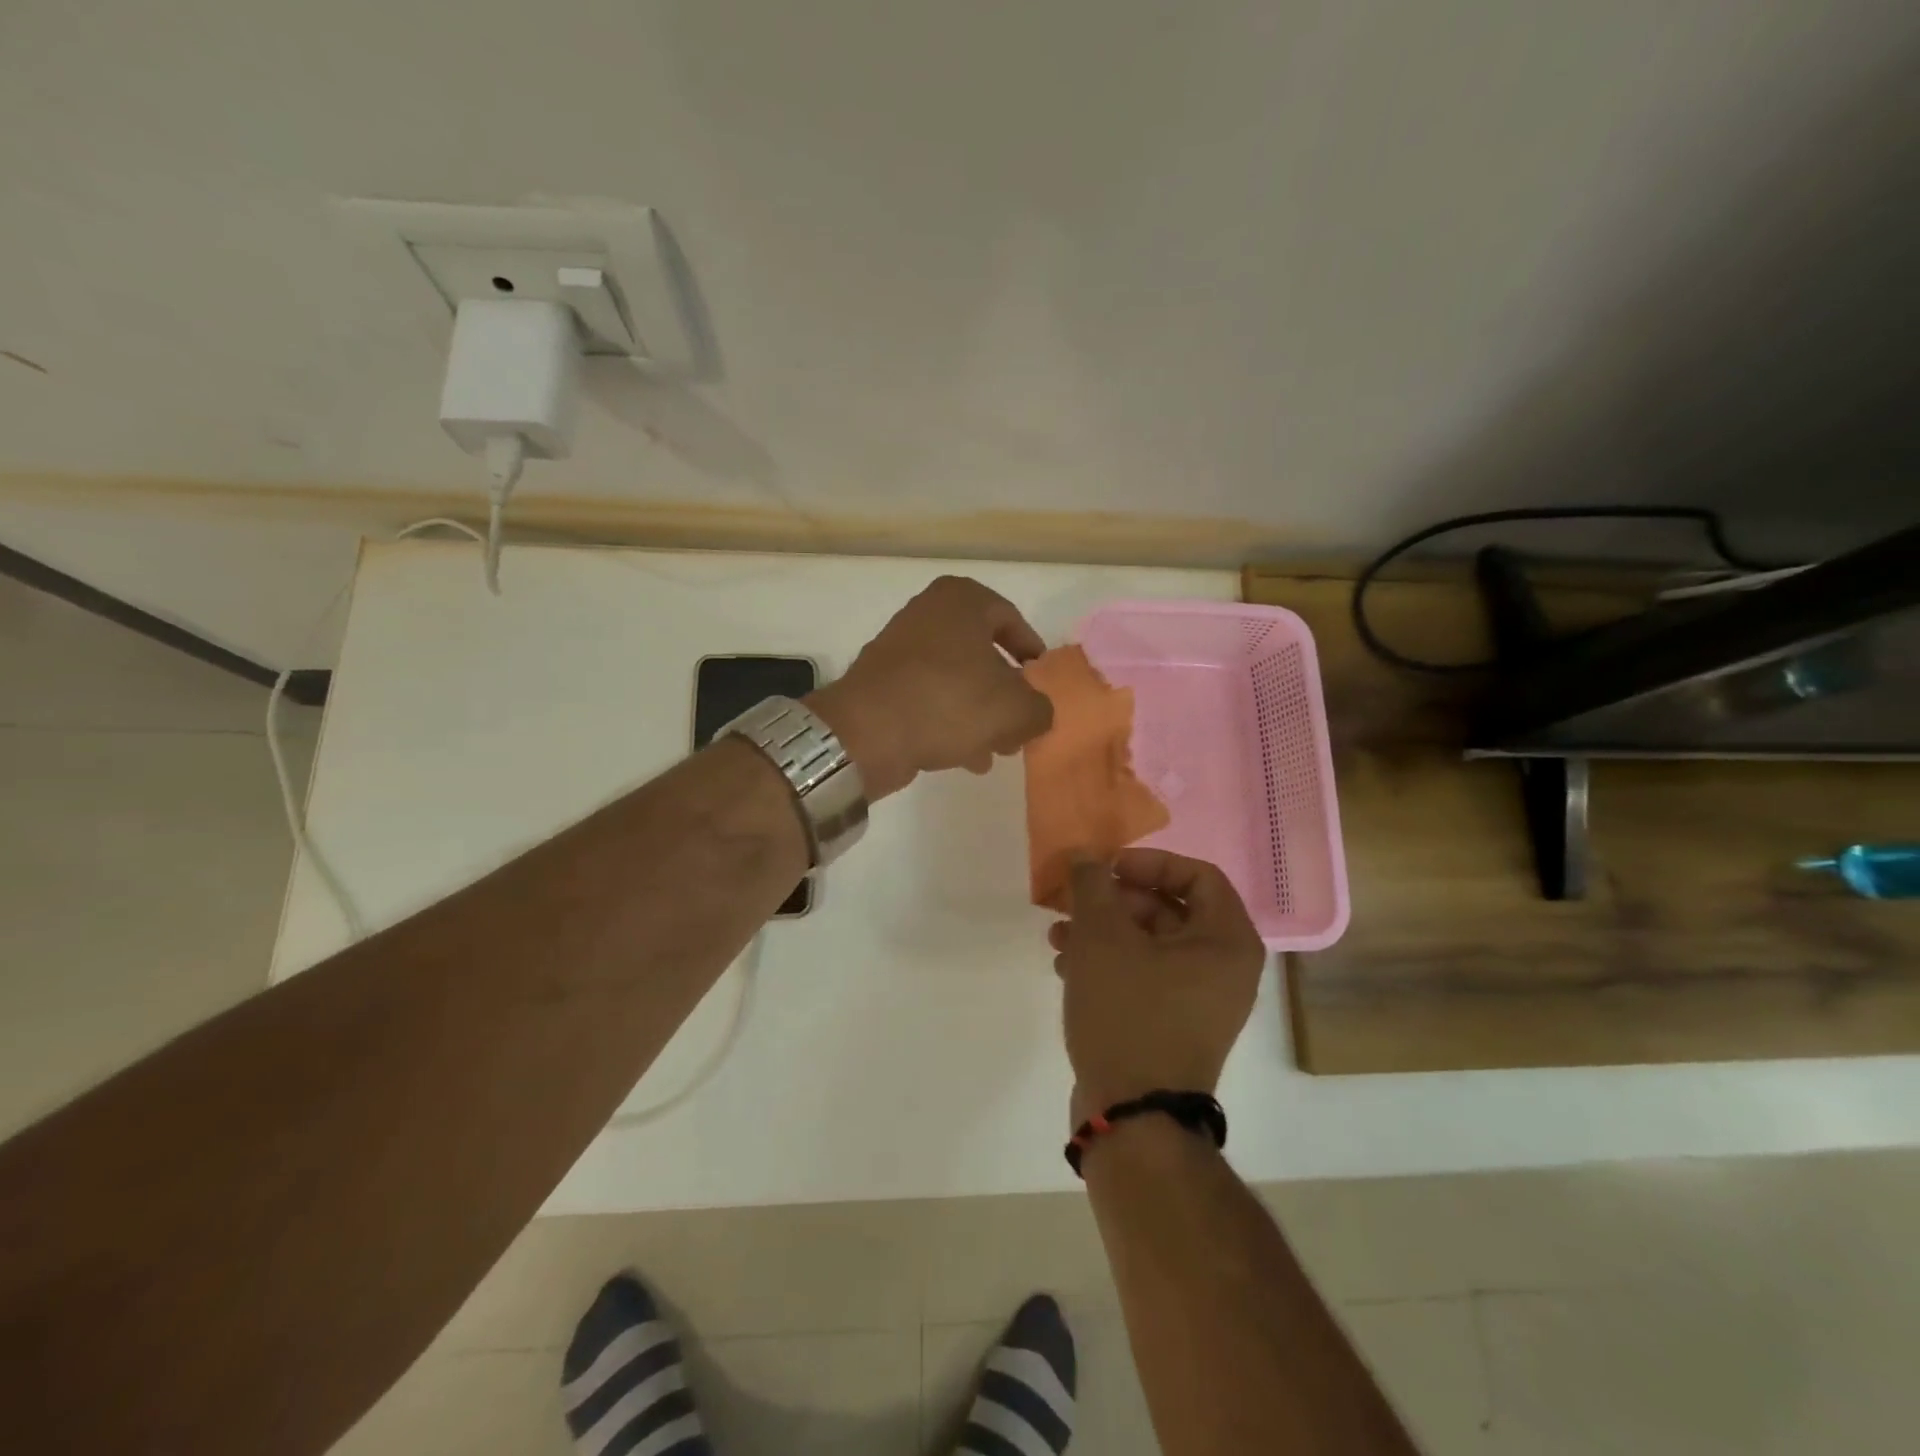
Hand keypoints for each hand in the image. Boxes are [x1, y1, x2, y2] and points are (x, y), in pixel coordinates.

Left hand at [807, 576, 1053, 799]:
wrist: (867, 731)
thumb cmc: (949, 703)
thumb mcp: (1015, 709)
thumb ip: (1040, 709)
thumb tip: (1037, 713)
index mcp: (961, 600)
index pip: (1012, 620)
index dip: (1032, 655)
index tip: (1041, 684)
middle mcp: (928, 613)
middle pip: (983, 654)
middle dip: (1006, 694)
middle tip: (1020, 725)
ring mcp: (900, 647)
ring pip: (957, 679)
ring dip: (980, 714)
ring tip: (997, 751)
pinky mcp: (882, 681)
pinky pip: (929, 696)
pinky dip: (950, 720)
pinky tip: (966, 757)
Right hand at [1051, 849, 1265, 1120]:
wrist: (1132, 1118)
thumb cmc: (1128, 1014)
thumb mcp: (1103, 938)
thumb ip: (1093, 885)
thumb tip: (1086, 855)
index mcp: (1227, 941)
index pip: (1197, 874)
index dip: (1148, 862)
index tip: (1106, 869)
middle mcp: (1224, 968)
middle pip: (1168, 908)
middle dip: (1113, 900)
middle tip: (1072, 900)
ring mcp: (1199, 1001)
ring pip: (1149, 943)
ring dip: (1102, 931)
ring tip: (1057, 936)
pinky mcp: (1173, 1025)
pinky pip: (1144, 976)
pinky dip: (1108, 963)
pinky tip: (1065, 966)